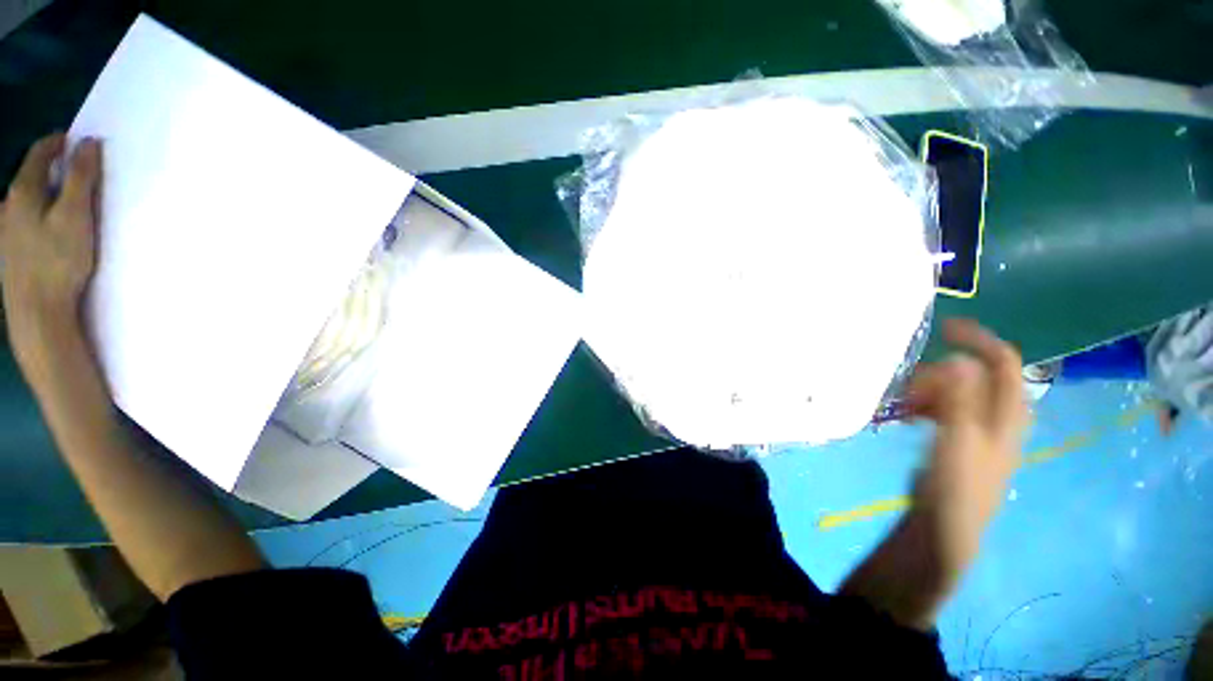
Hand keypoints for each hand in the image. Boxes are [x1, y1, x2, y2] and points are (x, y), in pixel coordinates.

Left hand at [0, 134, 101, 371]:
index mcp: (24, 191)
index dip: (57, 142)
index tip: (74, 139)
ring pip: (23, 200)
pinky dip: (36, 214)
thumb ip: (82, 177)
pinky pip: (21, 220)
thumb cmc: (58, 261)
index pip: (39, 154)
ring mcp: (4, 230)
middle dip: (50, 169)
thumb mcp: (76, 216)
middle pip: (29, 176)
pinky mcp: (7, 250)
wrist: (35, 312)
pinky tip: (44, 227)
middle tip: (72, 169)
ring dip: (42, 193)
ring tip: (60, 199)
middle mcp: (7, 204)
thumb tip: (87, 142)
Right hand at [905, 318, 1028, 578]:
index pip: (1004, 362)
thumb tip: (958, 359)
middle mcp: (1000, 415)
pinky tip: (907, 414)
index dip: (979, 339)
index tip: (944, 327)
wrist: (947, 525)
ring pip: (957, 392)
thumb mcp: (959, 439)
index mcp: (1009, 413)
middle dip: (940, 373)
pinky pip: (945, 408)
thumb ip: (961, 399)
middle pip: (975, 375)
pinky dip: (926, 404)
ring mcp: (980, 427)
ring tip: (903, 402)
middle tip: (909, 384)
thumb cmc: (957, 483)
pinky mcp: (960, 438)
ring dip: (929, 389)